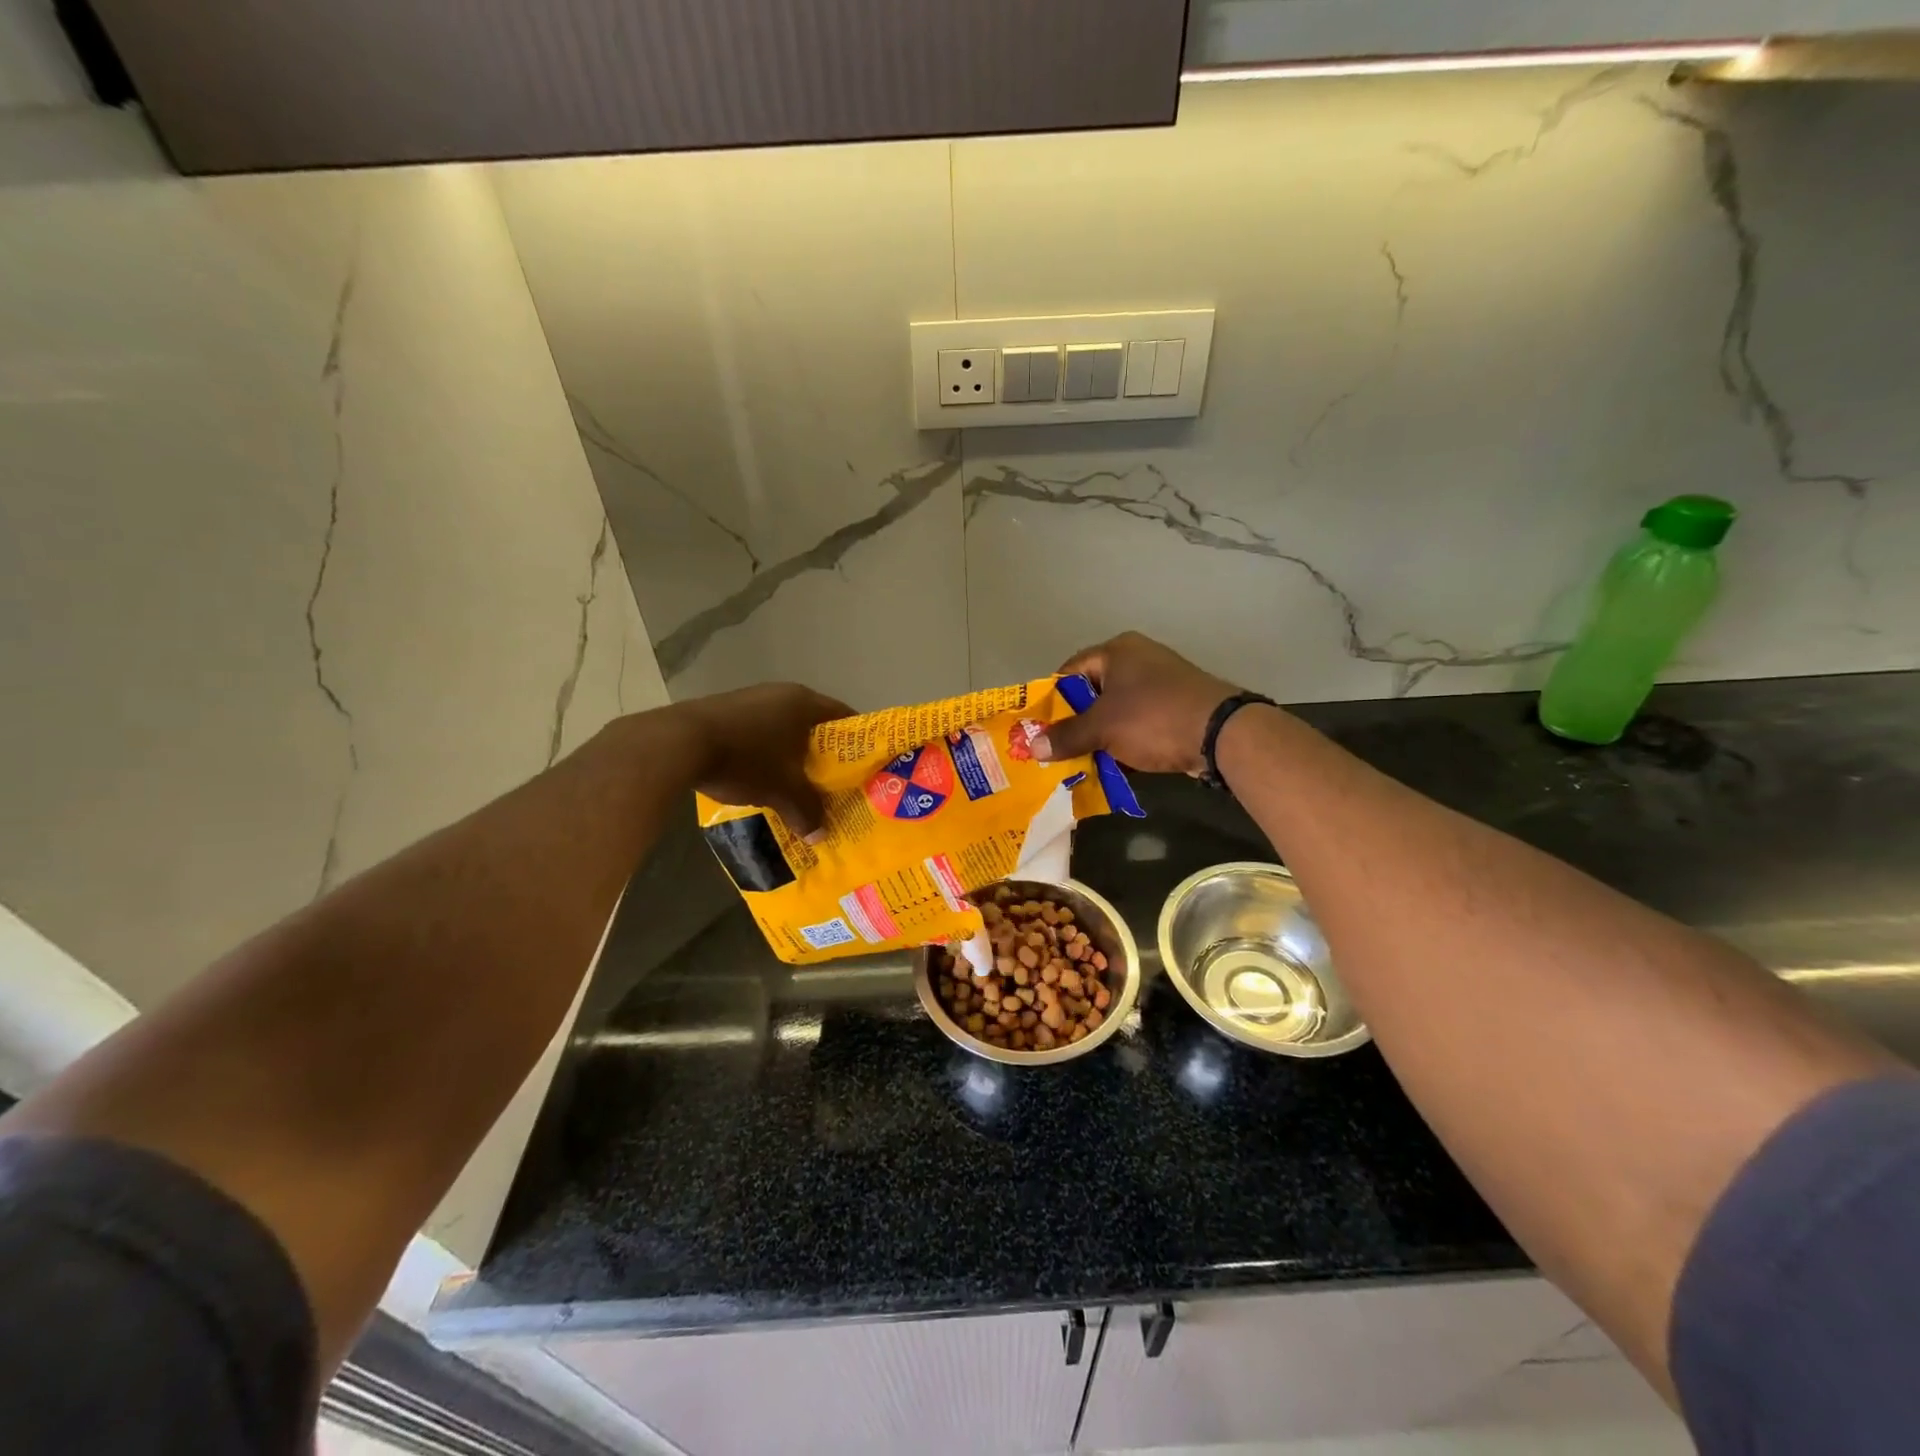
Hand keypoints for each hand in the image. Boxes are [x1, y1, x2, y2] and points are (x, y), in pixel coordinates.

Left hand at [683, 683, 851, 835]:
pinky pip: (758, 731)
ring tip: (796, 783)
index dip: (857, 743)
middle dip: (823, 754)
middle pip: (814, 725)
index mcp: (804, 703)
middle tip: (832, 782)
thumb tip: (820, 835)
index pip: (845, 717)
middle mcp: (781, 693)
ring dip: (791, 754)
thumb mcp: (782, 790)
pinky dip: (765, 752)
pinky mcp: (724, 710)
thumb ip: (807, 810)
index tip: (863, 767)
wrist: (678, 743)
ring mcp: (750, 699)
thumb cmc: (745, 759)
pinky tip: (760, 776)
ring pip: (783, 729)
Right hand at [1035, 632, 1240, 774]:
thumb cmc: (1152, 718)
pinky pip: (1138, 724)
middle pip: (1092, 693)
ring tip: (1078, 763)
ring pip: (1116, 712)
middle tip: (1056, 750)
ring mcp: (1160, 684)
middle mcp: (1138, 660)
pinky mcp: (1175, 708)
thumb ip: (1066, 736)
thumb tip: (1033, 748)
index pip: (1070, 670)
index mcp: (1117, 651)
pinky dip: (1123, 743)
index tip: (1039, 728)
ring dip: (1098, 737)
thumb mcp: (1102, 728)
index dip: (1052, 699)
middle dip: (1075, 723)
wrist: (1220, 734)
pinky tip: (1110, 768)